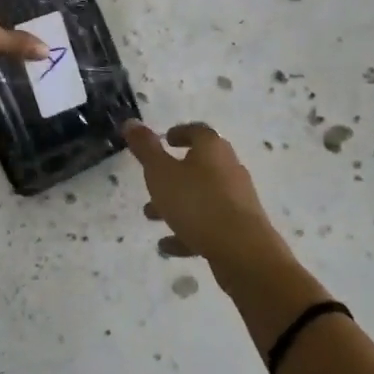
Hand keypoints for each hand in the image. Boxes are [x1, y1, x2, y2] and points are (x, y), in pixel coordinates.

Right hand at [123, 120, 290, 282]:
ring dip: (177, 203)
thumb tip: (131, 122)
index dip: (180, 133)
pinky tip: (168, 245)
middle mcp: (229, 168)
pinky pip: (210, 223)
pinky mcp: (241, 227)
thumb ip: (145, 148)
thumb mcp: (161, 173)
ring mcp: (237, 199)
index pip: (197, 132)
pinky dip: (188, 230)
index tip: (165, 140)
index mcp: (212, 148)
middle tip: (152, 182)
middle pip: (199, 165)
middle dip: (173, 174)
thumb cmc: (197, 203)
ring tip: (151, 216)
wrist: (243, 251)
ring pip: (202, 196)